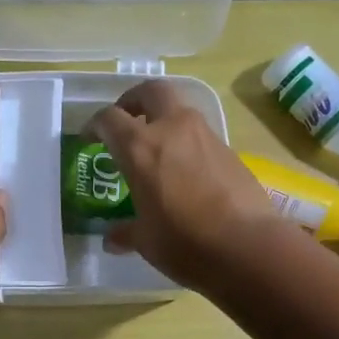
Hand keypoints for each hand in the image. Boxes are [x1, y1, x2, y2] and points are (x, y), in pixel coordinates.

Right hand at [90, 81, 278, 288]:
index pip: (109, 119)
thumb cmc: (185, 242)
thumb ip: (126, 232)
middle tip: (126, 120)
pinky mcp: (230, 151)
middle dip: (134, 100)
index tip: (90, 137)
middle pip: (151, 92)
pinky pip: (201, 137)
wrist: (248, 246)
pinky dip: (187, 144)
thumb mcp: (146, 241)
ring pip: (180, 111)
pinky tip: (185, 173)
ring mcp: (206, 137)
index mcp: (140, 148)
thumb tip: (112, 238)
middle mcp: (173, 130)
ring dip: (165, 121)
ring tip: (157, 151)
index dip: (95, 125)